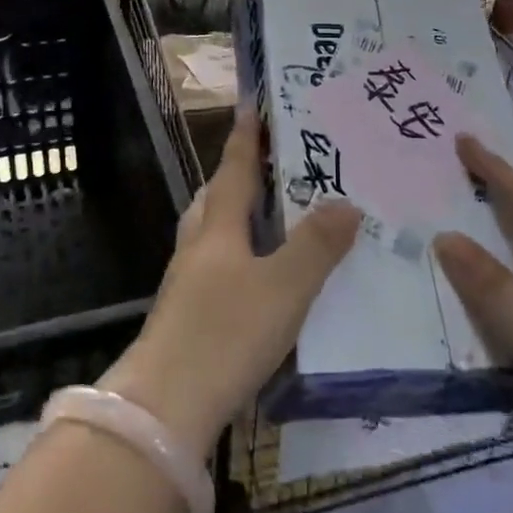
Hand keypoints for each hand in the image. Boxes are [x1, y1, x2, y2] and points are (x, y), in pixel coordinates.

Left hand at [101, 113, 357, 456]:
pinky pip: (214, 266)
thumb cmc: (226, 335)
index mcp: (219, 228)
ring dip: (234, 216)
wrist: (164, 408)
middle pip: (216, 197)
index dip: (246, 137)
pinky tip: (255, 278)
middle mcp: (198, 246)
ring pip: (210, 232)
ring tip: (267, 217)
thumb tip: (348, 202)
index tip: (252, 104)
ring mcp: (187, 282)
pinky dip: (235, 255)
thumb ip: (317, 246)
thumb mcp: (284, 288)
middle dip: (239, 176)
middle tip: (271, 165)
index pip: (235, 168)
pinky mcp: (186, 315)